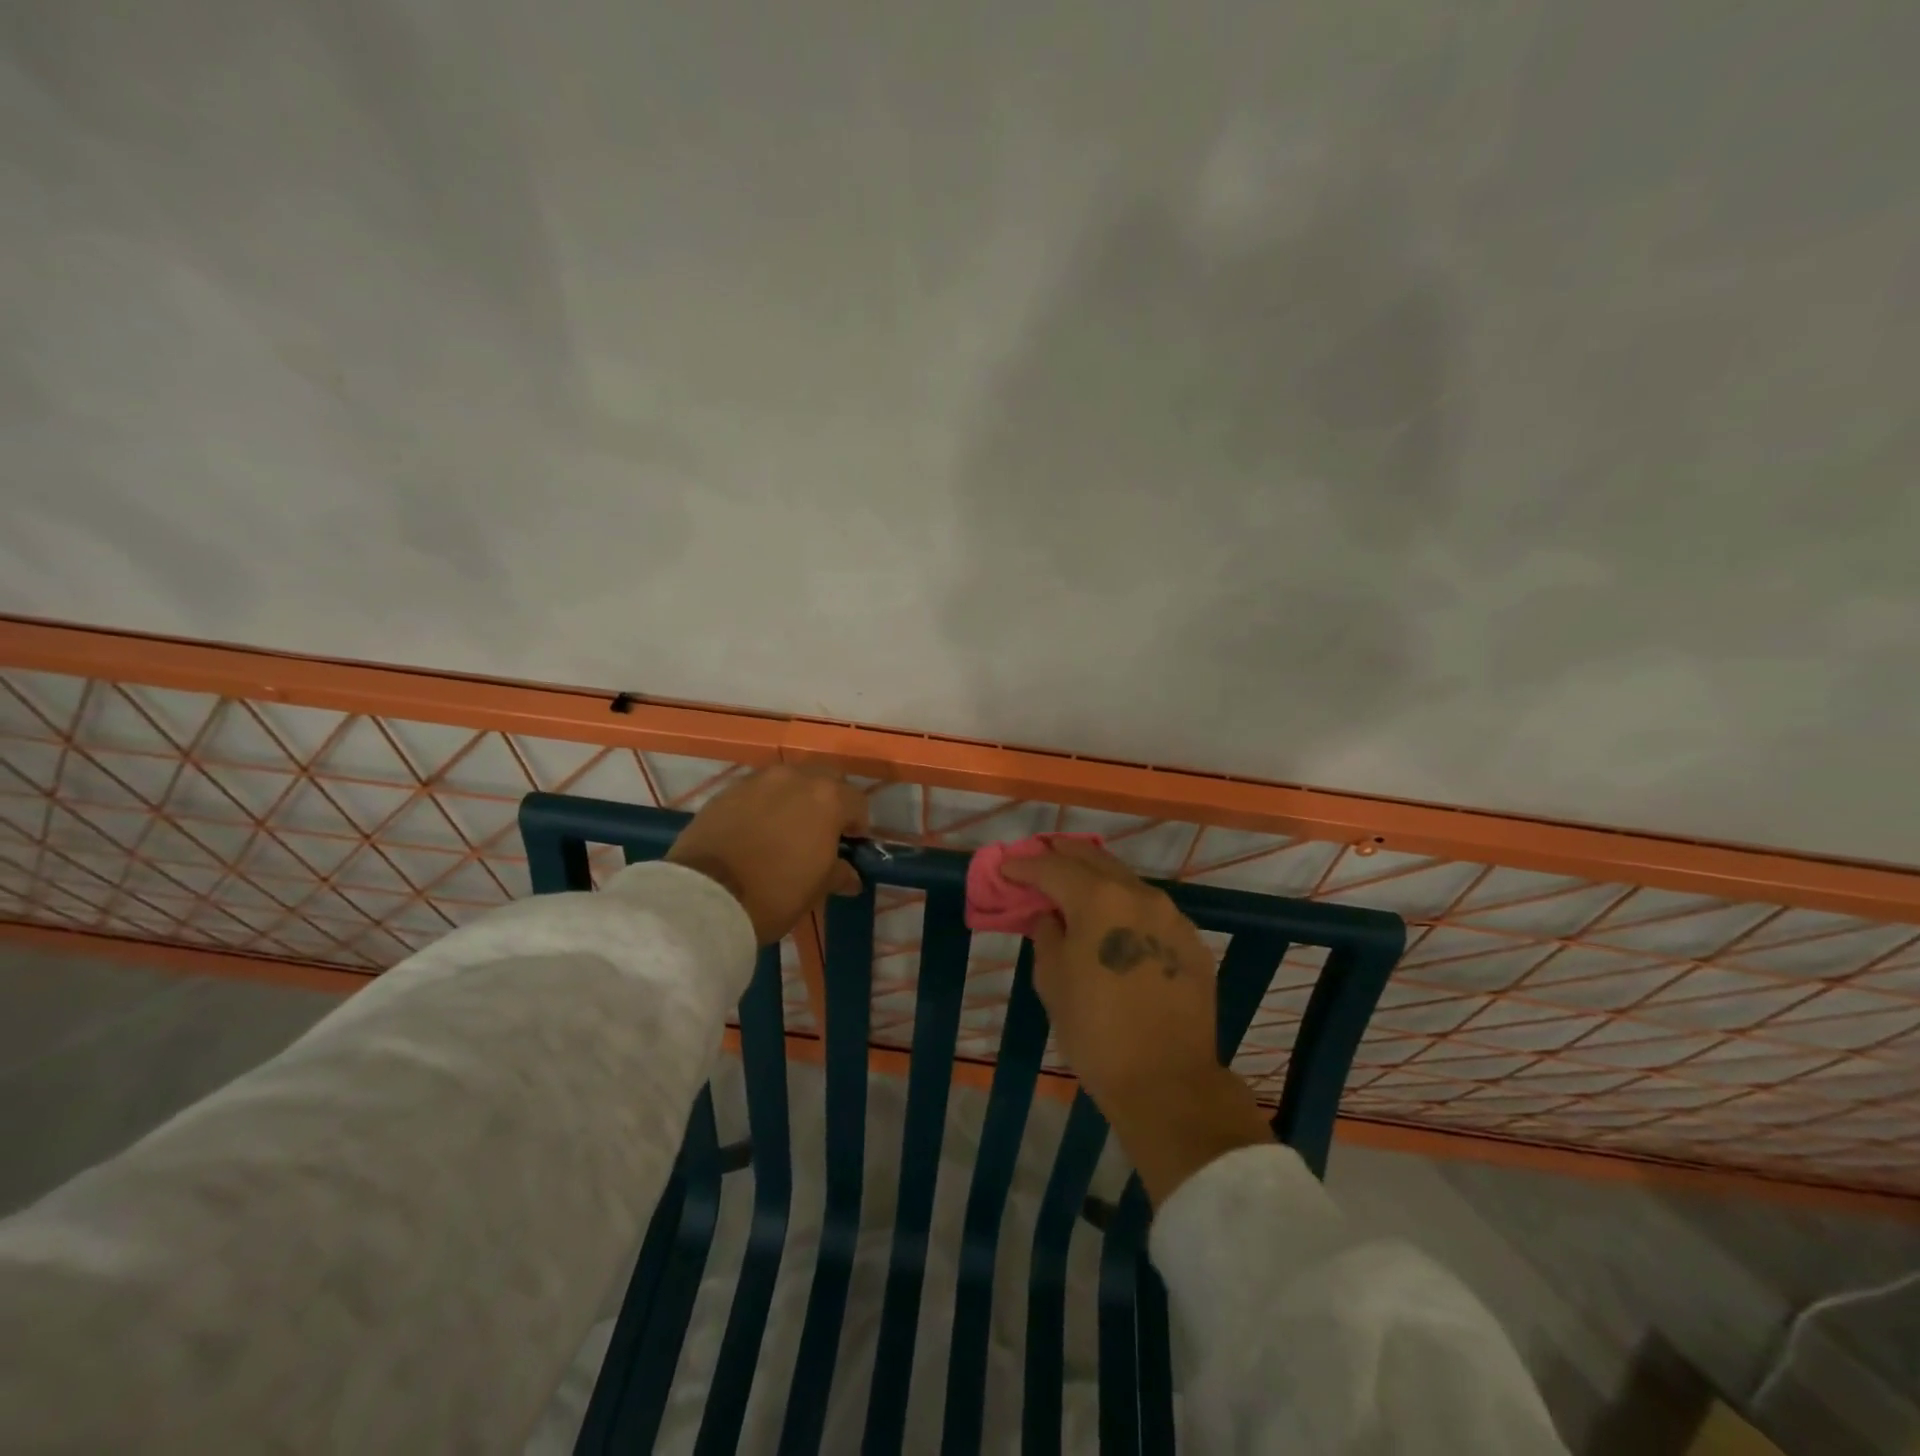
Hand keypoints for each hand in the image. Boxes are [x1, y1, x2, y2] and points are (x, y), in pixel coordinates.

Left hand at [665, 767, 867, 943]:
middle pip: (825, 778)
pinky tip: (755, 830)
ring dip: (794, 798)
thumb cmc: (776, 893)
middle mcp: (795, 778)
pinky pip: (757, 790)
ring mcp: (758, 780)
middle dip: (829, 800)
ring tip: (785, 828)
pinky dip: (763, 804)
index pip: (857, 802)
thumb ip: (839, 873)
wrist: (707, 896)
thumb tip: (850, 876)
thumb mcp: (816, 888)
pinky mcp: (726, 790)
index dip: (857, 824)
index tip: (849, 845)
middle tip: (821, 830)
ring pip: (788, 780)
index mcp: (827, 798)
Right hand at [1003, 841, 1273, 1202]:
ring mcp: (1172, 917)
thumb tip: (1050, 916)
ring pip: (1128, 883)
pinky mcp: (1193, 942)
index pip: (1054, 868)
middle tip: (1041, 854)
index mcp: (1100, 900)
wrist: (1167, 1082)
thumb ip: (1047, 936)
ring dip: (1099, 878)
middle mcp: (1139, 895)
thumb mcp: (1053, 982)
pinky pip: (1152, 912)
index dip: (1026, 866)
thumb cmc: (1096, 1032)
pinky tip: (1116, 923)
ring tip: (1076, 884)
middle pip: (1095, 860)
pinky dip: (1127, 907)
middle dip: (1064, 855)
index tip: (1007, 867)